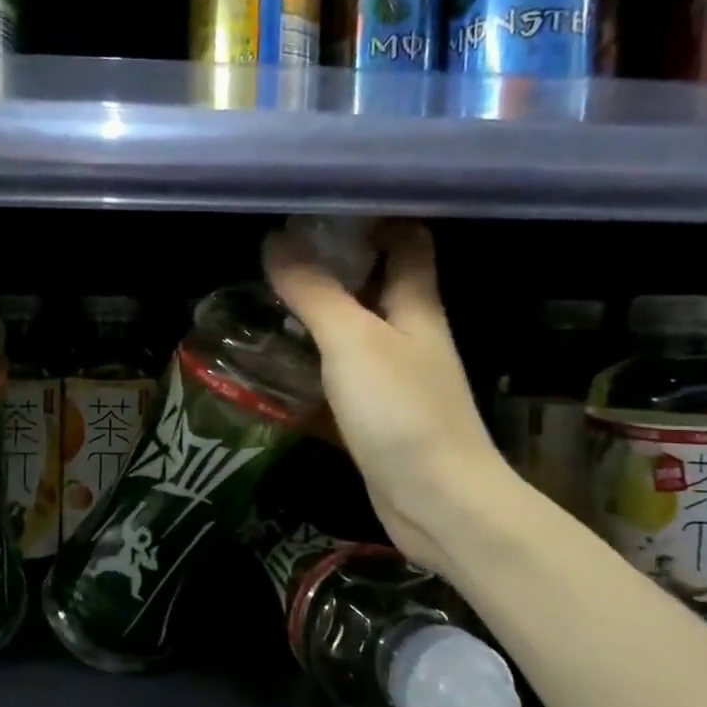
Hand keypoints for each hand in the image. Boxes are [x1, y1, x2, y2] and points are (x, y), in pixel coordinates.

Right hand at [262, 220, 506, 571]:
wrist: (438, 501)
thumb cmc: (402, 410)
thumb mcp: (352, 341)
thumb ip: (315, 291)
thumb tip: (276, 240)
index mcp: (417, 306)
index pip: (408, 241)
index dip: (375, 217)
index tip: (324, 205)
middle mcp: (412, 334)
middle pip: (379, 282)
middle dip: (336, 262)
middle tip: (280, 250)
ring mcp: (397, 376)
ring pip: (358, 327)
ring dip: (321, 310)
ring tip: (269, 294)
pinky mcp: (379, 412)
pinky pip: (345, 370)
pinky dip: (317, 356)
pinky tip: (282, 356)